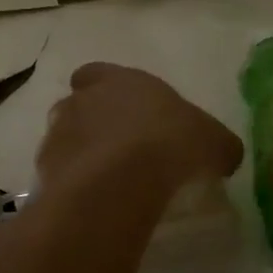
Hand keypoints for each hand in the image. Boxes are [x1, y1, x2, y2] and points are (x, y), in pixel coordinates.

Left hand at [37, 63, 242, 196]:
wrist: (123, 177)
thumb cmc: (172, 143)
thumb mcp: (215, 142)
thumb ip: (218, 145)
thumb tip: (225, 155)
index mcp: (119, 80)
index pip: (97, 73)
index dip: (106, 88)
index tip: (122, 110)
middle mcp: (83, 99)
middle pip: (78, 105)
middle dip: (92, 122)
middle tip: (117, 149)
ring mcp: (60, 131)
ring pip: (64, 136)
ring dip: (80, 151)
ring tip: (105, 179)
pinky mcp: (47, 166)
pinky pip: (59, 171)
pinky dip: (71, 181)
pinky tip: (92, 199)